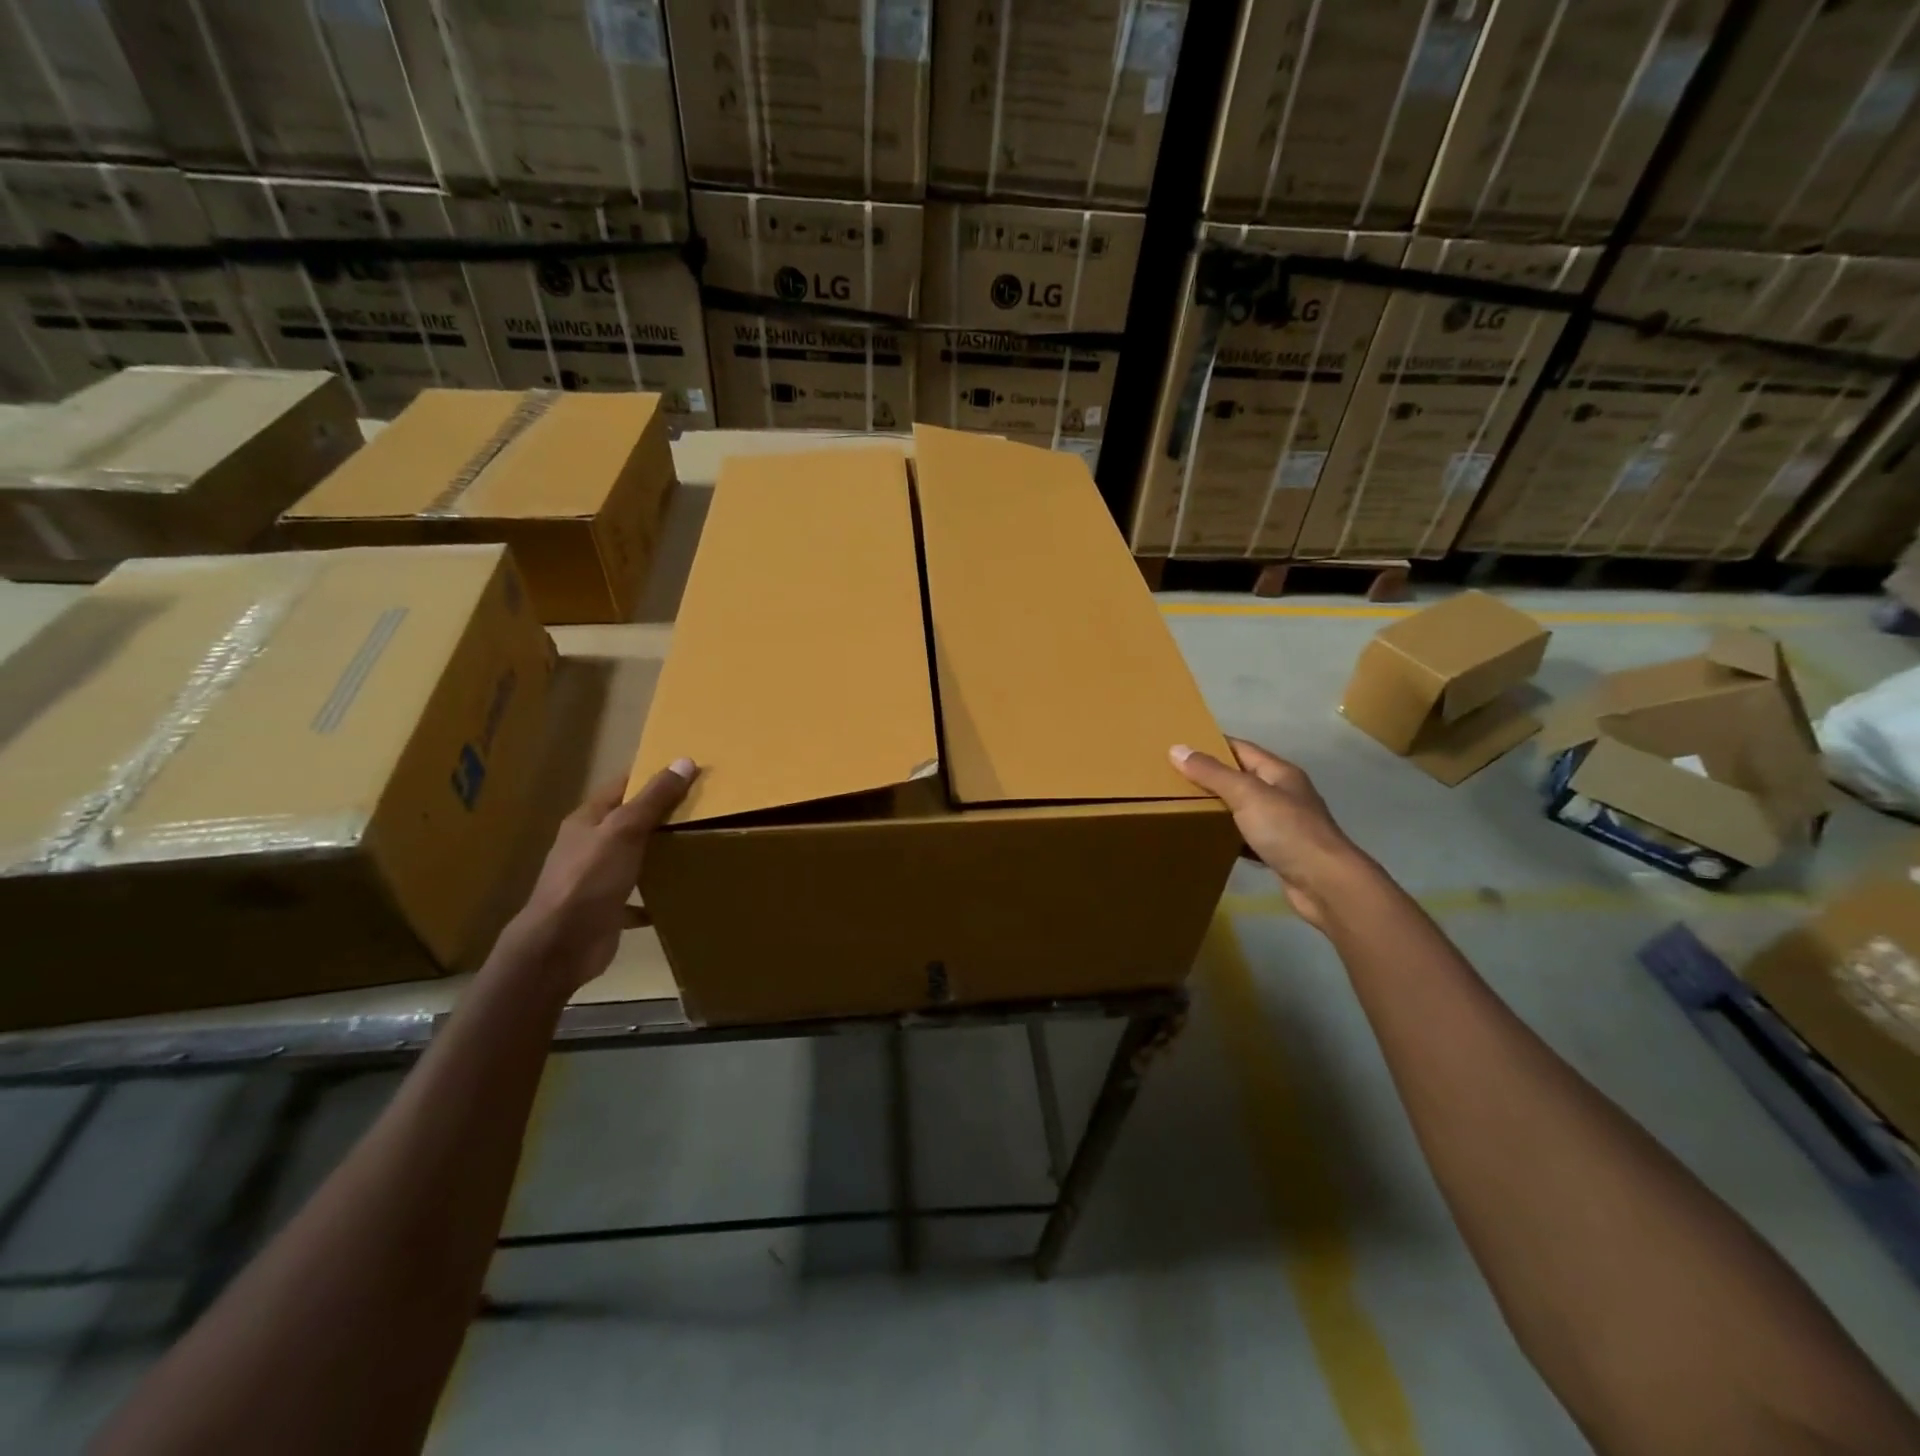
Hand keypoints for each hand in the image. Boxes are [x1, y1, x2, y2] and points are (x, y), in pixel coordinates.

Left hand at [507, 759, 697, 992]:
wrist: (561, 945)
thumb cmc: (590, 879)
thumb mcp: (625, 831)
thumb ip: (654, 798)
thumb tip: (685, 761)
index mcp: (587, 821)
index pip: (621, 786)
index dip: (650, 776)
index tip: (686, 770)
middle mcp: (588, 846)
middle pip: (628, 822)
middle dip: (660, 815)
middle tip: (702, 807)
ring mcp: (595, 880)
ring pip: (632, 858)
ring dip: (658, 854)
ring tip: (695, 846)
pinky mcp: (605, 911)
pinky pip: (635, 898)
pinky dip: (654, 895)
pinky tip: (677, 895)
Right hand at [1171, 738, 1368, 929]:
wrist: (1325, 885)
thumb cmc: (1287, 830)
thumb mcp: (1246, 794)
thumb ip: (1212, 773)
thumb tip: (1177, 749)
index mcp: (1279, 773)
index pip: (1240, 748)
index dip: (1212, 745)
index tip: (1180, 747)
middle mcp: (1283, 794)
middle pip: (1241, 778)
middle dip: (1210, 778)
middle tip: (1173, 780)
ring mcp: (1283, 824)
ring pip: (1243, 809)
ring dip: (1218, 808)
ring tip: (1182, 808)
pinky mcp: (1279, 852)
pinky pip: (1246, 837)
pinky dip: (1228, 837)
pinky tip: (1207, 841)